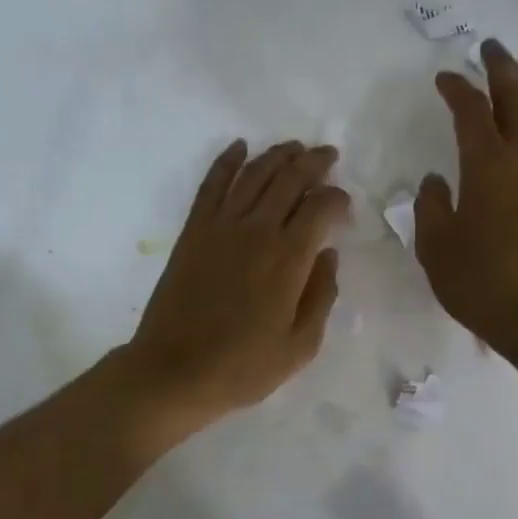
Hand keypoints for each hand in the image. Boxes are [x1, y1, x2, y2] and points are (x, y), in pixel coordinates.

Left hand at [123, 140, 349, 438]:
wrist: (174, 371)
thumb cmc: (243, 367)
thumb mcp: (300, 345)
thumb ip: (322, 295)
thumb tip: (328, 254)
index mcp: (289, 258)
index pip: (320, 207)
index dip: (337, 198)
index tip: (344, 204)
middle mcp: (257, 230)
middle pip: (289, 179)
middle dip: (313, 162)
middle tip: (328, 155)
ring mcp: (220, 226)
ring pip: (253, 173)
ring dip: (277, 155)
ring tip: (294, 147)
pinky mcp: (193, 230)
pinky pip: (212, 184)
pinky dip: (227, 160)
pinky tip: (239, 146)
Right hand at [415, 39, 517, 357]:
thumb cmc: (481, 282)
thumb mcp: (436, 247)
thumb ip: (431, 207)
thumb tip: (435, 181)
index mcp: (488, 166)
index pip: (472, 112)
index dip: (457, 89)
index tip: (444, 78)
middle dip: (503, 69)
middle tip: (490, 47)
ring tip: (512, 80)